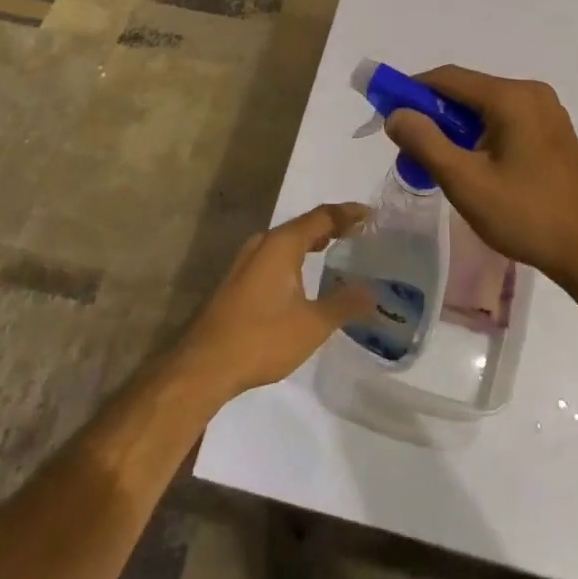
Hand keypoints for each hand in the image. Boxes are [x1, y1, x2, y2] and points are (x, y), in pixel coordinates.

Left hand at [179, 203, 375, 400]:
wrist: (204, 365)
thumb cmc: (262, 338)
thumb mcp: (312, 324)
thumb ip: (344, 304)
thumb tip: (373, 292)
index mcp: (282, 243)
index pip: (322, 216)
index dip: (348, 213)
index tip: (372, 215)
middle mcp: (263, 244)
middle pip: (303, 225)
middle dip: (332, 227)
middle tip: (360, 234)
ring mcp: (247, 262)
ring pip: (287, 242)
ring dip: (312, 242)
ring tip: (337, 251)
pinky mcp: (238, 281)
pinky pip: (275, 257)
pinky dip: (296, 258)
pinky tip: (305, 278)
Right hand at [385, 66, 577, 284]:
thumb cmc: (525, 215)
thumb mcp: (465, 181)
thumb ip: (425, 142)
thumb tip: (396, 114)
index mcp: (511, 97)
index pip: (448, 78)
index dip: (412, 90)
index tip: (386, 112)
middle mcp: (532, 93)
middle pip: (468, 92)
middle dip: (434, 115)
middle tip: (411, 149)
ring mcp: (548, 112)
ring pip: (486, 108)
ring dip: (457, 128)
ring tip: (440, 164)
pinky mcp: (555, 133)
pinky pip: (506, 121)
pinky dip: (481, 136)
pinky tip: (474, 167)